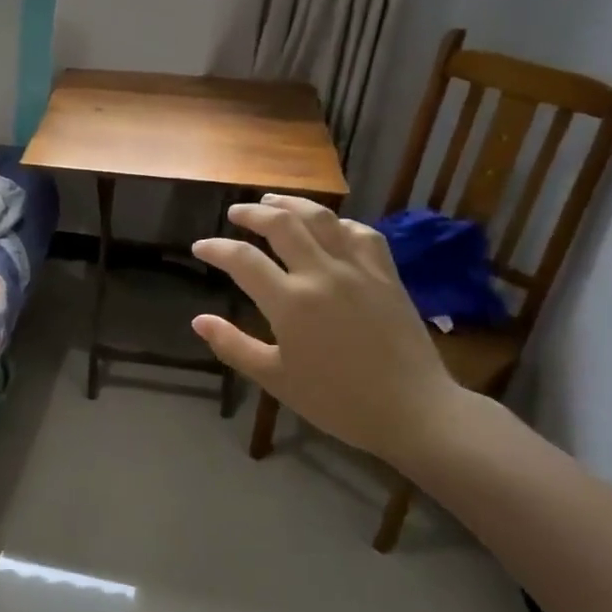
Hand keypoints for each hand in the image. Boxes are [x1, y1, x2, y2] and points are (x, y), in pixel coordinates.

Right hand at [191, 195, 469, 465]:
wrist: (413, 410)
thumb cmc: (337, 400)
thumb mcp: (275, 379)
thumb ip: (234, 346)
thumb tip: (199, 321)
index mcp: (290, 303)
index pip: (242, 260)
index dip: (216, 249)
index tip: (200, 247)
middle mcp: (322, 274)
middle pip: (281, 224)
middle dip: (252, 214)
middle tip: (236, 213)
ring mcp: (358, 269)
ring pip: (321, 218)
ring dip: (292, 204)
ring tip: (274, 202)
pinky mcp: (387, 274)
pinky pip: (361, 233)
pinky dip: (339, 223)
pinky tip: (330, 226)